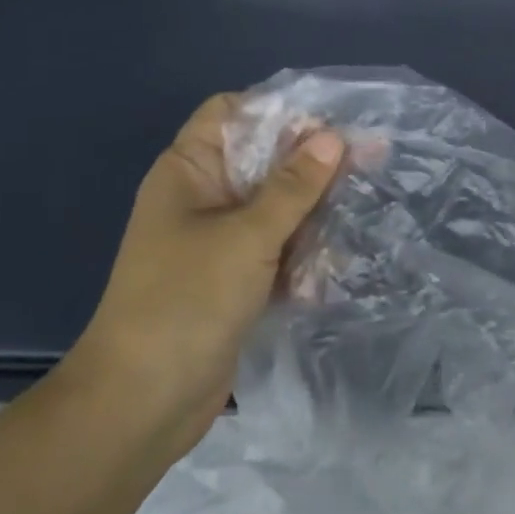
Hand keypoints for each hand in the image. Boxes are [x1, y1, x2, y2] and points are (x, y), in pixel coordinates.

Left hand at [69, 93, 344, 443]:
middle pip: (264, 162)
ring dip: (314, 217)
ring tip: (357, 221)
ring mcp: (218, 241)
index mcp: (189, 171)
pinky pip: (277, 251)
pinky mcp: (234, 280)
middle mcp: (203, 198)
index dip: (279, 112)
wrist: (143, 402)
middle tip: (371, 163)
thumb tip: (332, 137)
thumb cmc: (187, 300)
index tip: (331, 128)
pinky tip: (330, 274)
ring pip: (277, 209)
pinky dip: (302, 258)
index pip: (232, 114)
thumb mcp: (247, 236)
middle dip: (314, 166)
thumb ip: (294, 186)